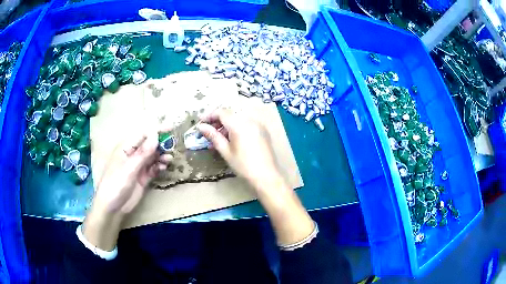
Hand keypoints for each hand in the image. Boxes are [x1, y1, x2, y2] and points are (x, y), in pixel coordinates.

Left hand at [82, 129, 171, 250]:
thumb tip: (155, 135)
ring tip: (169, 159)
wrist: (113, 208)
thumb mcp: (129, 168)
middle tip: (172, 147)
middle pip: (149, 145)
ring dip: (161, 156)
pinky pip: (153, 168)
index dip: (156, 131)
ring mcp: (138, 166)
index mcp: (126, 147)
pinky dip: (159, 166)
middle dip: (160, 144)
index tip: (170, 129)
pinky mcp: (143, 177)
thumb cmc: (116, 184)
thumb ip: (143, 153)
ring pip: (153, 156)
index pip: (143, 134)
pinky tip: (163, 167)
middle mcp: (133, 154)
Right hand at [198, 109, 313, 245]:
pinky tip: (232, 139)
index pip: (221, 112)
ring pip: (238, 118)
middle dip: (217, 121)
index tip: (201, 124)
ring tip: (219, 138)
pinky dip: (237, 127)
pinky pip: (246, 123)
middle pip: (230, 114)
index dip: (209, 116)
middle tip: (208, 132)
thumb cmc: (243, 166)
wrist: (266, 176)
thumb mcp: (225, 151)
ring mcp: (258, 124)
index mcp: (239, 124)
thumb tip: (201, 127)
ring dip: (227, 124)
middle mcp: (250, 119)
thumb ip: (213, 136)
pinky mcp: (263, 130)